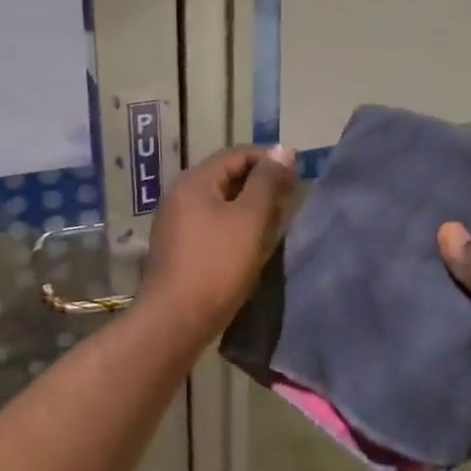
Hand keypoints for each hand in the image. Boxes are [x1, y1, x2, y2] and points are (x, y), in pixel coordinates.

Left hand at [138, 145, 298, 342]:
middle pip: (226, 176)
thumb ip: (267, 182)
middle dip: (260, 184)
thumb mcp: (249, 220)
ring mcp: (175, 222)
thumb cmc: (216, 265)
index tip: (297, 177)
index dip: (269, 160)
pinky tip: (251, 244)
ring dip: (249, 207)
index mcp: (194, 180)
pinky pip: (211, 223)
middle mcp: (180, 194)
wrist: (173, 321)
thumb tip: (283, 149)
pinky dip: (234, 226)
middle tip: (290, 201)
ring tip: (276, 223)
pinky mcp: (178, 247)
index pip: (237, 154)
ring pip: (220, 202)